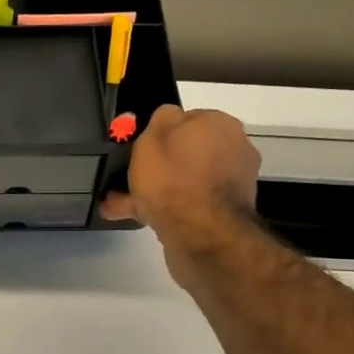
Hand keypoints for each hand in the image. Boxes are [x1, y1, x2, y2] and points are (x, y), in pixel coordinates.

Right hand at [102, 106, 260, 253]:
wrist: (202, 236)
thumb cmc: (174, 179)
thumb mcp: (154, 136)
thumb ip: (161, 119)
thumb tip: (169, 117)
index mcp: (221, 125)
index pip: (187, 119)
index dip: (160, 133)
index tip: (139, 148)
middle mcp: (233, 150)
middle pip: (186, 153)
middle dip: (156, 166)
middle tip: (126, 178)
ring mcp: (231, 185)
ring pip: (184, 181)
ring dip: (155, 191)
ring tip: (119, 204)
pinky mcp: (224, 215)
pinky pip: (187, 205)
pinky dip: (165, 210)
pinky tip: (136, 218)